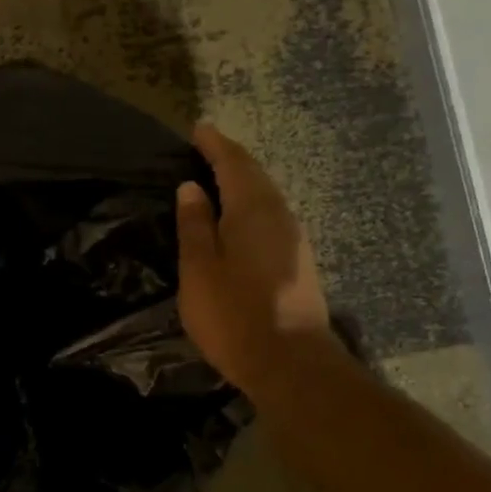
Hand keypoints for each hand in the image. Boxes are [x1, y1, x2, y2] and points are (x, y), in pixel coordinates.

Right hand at [176, 124, 330, 403]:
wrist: (290, 362)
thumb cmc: (234, 314)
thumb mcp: (200, 269)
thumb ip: (194, 225)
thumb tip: (192, 187)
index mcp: (252, 210)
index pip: (233, 163)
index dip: (214, 145)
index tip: (198, 129)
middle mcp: (279, 216)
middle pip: (255, 176)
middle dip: (231, 159)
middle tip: (206, 150)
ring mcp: (294, 239)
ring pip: (266, 197)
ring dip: (243, 183)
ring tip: (217, 180)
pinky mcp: (298, 262)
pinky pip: (271, 217)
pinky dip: (251, 206)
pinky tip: (239, 219)